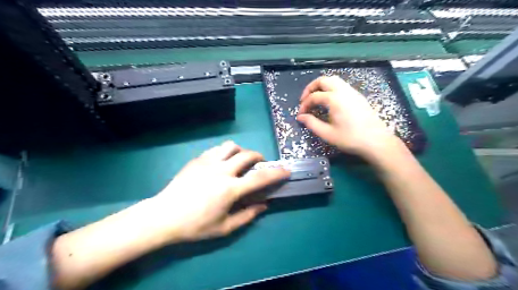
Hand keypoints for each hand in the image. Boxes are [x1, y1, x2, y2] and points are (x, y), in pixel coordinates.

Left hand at [149, 142, 290, 243]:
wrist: (163, 216)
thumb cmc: (195, 226)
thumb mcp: (224, 227)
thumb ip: (247, 215)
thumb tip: (264, 205)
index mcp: (230, 189)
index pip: (259, 178)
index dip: (276, 173)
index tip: (286, 170)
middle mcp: (221, 171)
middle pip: (247, 154)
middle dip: (258, 157)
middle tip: (259, 164)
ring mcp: (207, 162)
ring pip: (230, 146)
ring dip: (240, 151)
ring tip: (239, 160)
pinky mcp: (197, 160)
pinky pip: (215, 149)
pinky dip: (224, 153)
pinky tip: (221, 163)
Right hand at [296, 76, 399, 159]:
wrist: (376, 141)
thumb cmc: (350, 139)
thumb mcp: (327, 134)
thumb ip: (312, 123)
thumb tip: (301, 117)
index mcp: (334, 99)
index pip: (314, 97)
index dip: (304, 105)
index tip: (300, 115)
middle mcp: (343, 91)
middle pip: (323, 80)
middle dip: (311, 88)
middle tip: (305, 100)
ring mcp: (352, 92)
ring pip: (334, 80)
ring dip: (322, 86)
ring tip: (316, 99)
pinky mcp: (358, 96)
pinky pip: (341, 86)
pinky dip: (331, 89)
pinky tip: (329, 102)